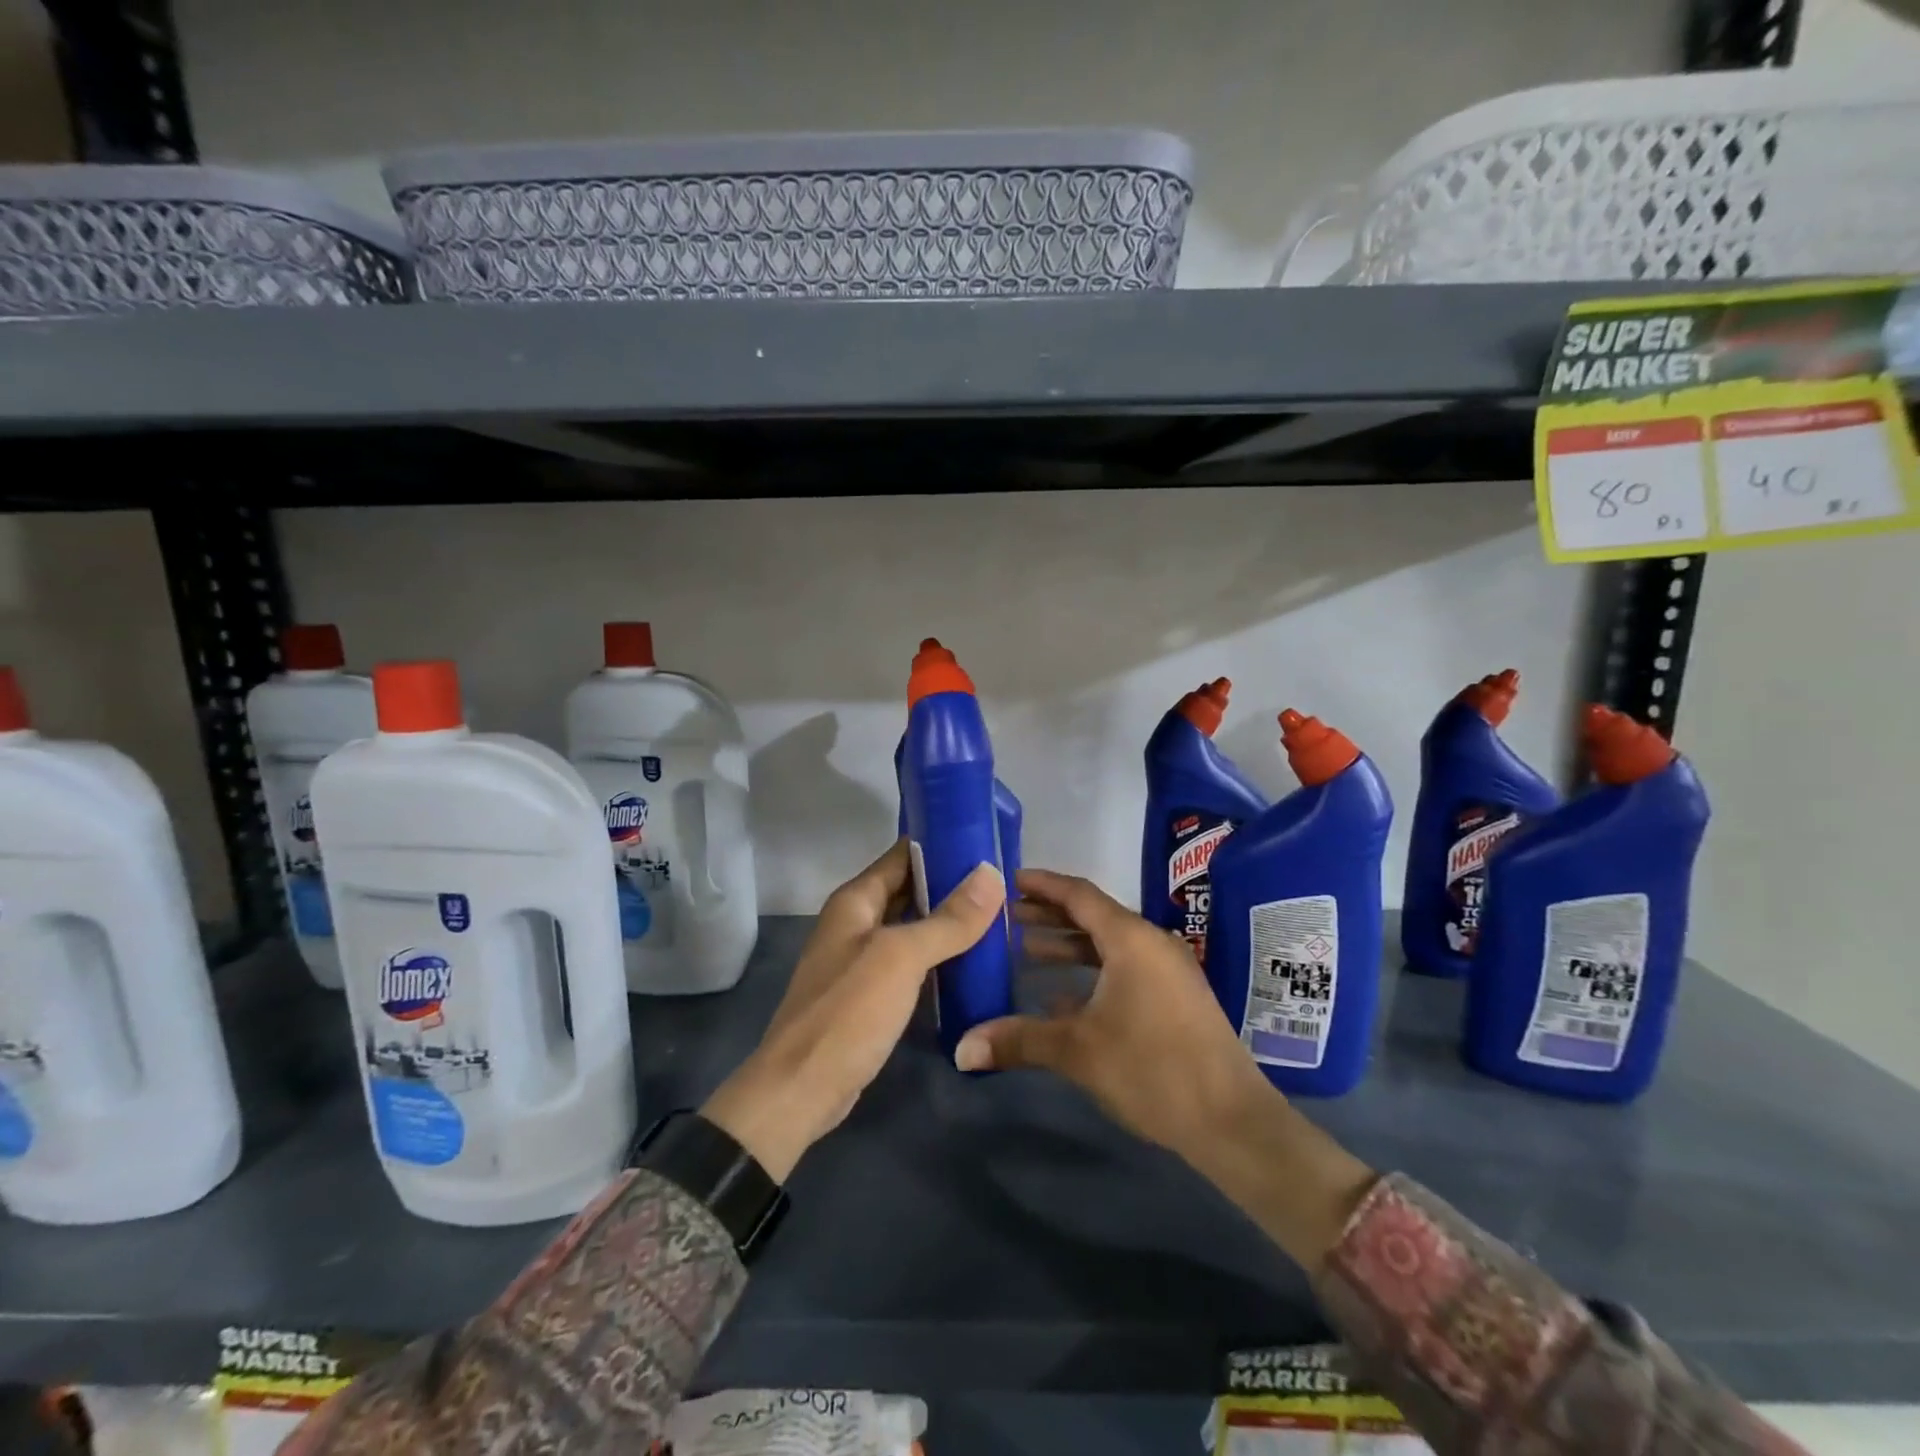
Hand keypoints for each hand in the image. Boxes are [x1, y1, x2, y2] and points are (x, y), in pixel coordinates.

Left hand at [701, 840, 1005, 1181]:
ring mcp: (862, 959)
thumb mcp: (901, 958)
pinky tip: (974, 959)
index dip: (943, 843)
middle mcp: (856, 922)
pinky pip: (911, 961)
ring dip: (949, 920)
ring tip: (1000, 914)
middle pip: (910, 889)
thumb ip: (948, 918)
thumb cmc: (848, 1012)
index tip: (989, 840)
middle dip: (953, 883)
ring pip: (913, 926)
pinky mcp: (871, 994)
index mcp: (855, 900)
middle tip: (1005, 880)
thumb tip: (991, 873)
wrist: (801, 1090)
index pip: (903, 854)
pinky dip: (939, 955)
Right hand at [952, 867, 1270, 1159]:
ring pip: (1108, 944)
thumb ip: (1019, 1040)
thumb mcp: (1079, 1051)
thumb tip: (961, 1049)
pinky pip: (1124, 968)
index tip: (1009, 879)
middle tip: (1008, 916)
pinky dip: (1091, 972)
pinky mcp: (1175, 997)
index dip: (1042, 884)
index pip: (1079, 894)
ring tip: (1026, 949)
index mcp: (1130, 939)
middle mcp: (1151, 944)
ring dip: (1069, 945)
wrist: (1231, 1120)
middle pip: (1093, 916)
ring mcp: (1167, 971)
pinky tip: (1060, 995)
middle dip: (1049, 915)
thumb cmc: (1153, 1069)